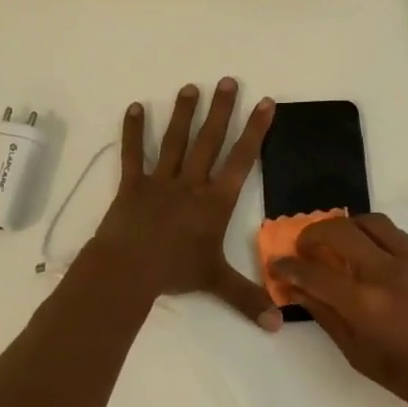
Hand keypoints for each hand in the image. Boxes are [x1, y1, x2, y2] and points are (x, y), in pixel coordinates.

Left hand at [91, 79, 280, 329]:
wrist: (129, 269)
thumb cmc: (176, 271)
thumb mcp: (217, 282)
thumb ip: (248, 299)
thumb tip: (278, 326)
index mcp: (215, 201)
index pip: (242, 159)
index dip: (256, 130)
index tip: (266, 102)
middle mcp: (191, 183)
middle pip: (210, 140)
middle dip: (222, 109)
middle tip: (229, 80)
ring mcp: (161, 180)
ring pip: (176, 140)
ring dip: (184, 113)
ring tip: (191, 86)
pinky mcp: (132, 184)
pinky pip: (133, 154)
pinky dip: (133, 131)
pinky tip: (135, 107)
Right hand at [272, 214, 407, 406]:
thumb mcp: (358, 355)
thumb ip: (326, 316)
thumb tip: (297, 291)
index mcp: (363, 304)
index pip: (312, 273)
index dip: (288, 267)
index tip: (277, 265)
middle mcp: (385, 272)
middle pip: (338, 231)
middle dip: (312, 234)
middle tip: (305, 247)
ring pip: (369, 222)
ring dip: (346, 227)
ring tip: (338, 243)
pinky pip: (396, 233)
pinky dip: (374, 236)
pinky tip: (371, 253)